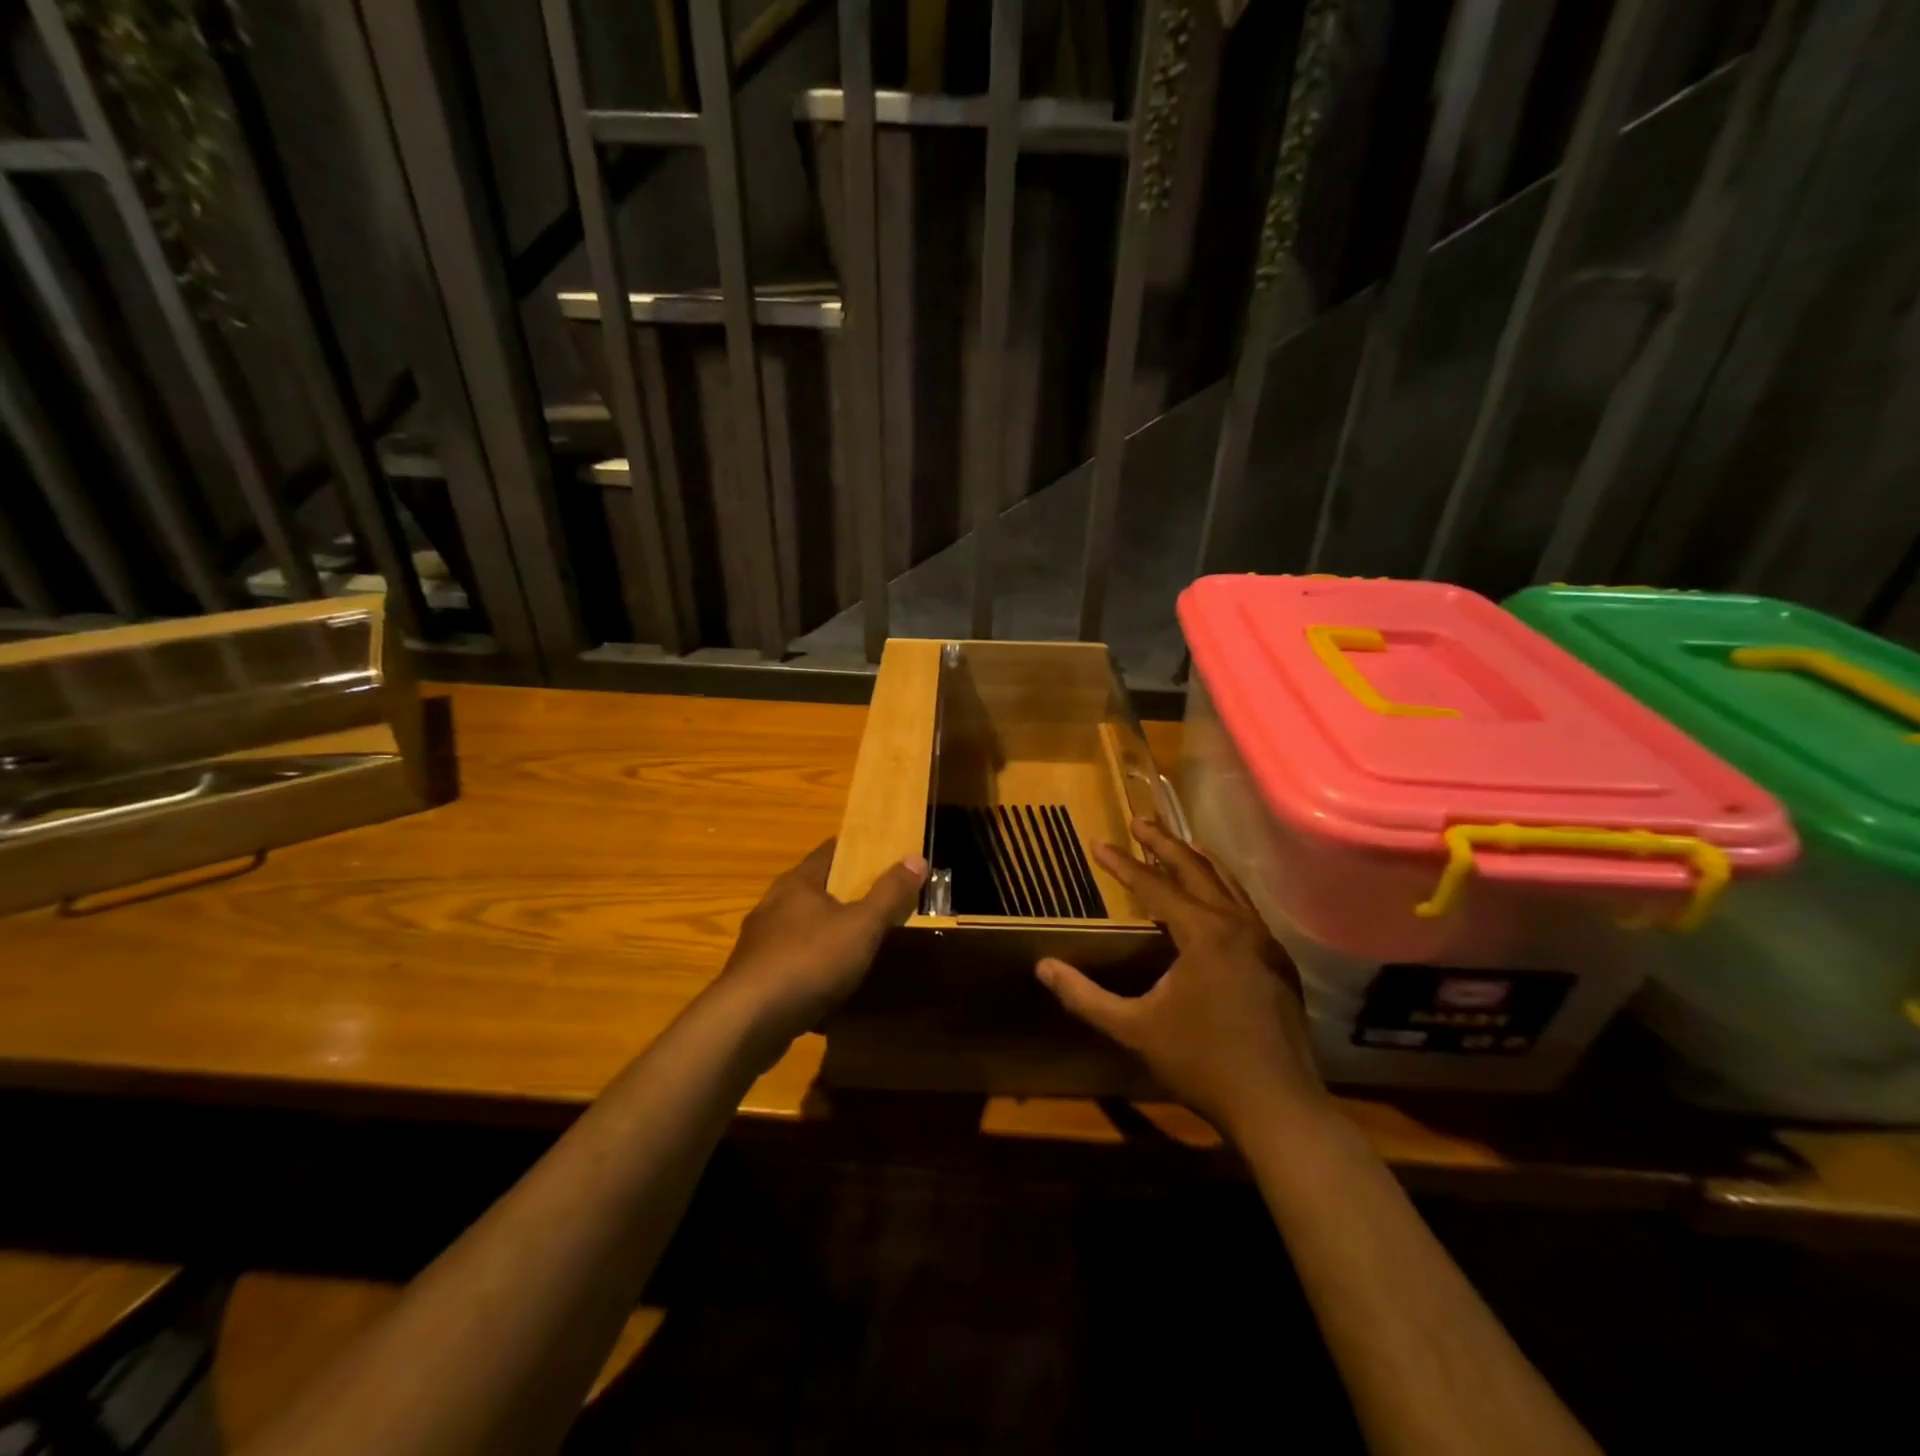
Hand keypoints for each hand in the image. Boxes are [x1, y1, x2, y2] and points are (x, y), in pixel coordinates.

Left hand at [717, 840, 927, 1047]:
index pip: (829, 851)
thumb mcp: (862, 926)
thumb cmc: (809, 961)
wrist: (748, 1022)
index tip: (882, 853)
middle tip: (879, 901)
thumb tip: (916, 858)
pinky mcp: (755, 978)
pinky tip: (830, 988)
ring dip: (827, 934)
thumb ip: (889, 893)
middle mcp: (773, 905)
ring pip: (802, 928)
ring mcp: (760, 943)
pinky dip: (813, 968)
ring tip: (858, 945)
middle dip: (844, 894)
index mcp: (797, 883)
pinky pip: (792, 963)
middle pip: (815, 889)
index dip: (856, 849)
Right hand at [1035, 818, 1326, 1140]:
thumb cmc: (1202, 1063)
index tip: (1098, 842)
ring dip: (1197, 861)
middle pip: (1197, 869)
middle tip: (1140, 821)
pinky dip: (1220, 890)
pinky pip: (1244, 909)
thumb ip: (1085, 997)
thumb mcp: (1134, 1029)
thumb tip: (1043, 967)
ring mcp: (1264, 943)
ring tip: (1176, 844)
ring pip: (1227, 885)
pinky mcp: (1277, 963)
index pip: (1154, 886)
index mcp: (1204, 933)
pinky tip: (1212, 899)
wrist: (1278, 1107)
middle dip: (1164, 843)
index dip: (1123, 864)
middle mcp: (1238, 925)